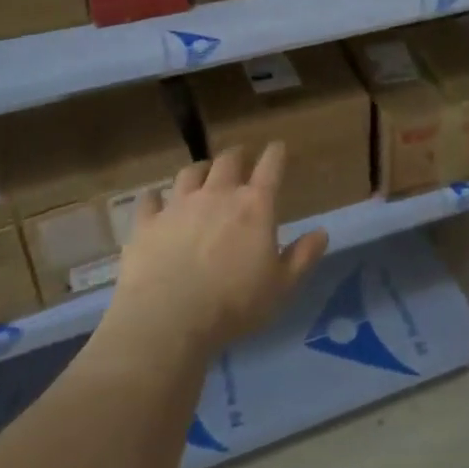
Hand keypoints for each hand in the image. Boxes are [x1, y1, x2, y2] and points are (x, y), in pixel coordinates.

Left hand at [101, 144, 328, 361]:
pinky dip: (155, 197)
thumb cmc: (233, 305)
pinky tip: (155, 201)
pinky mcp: (146, 223)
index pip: (271, 166)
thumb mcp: (281, 287)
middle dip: (237, 156)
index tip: (278, 147)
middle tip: (241, 159)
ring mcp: (178, 205)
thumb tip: (322, 232)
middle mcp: (217, 194)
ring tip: (202, 174)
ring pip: (189, 172)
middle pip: (228, 160)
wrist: (167, 321)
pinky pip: (149, 200)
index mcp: (255, 206)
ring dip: (200, 170)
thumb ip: (303, 257)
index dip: (276, 153)